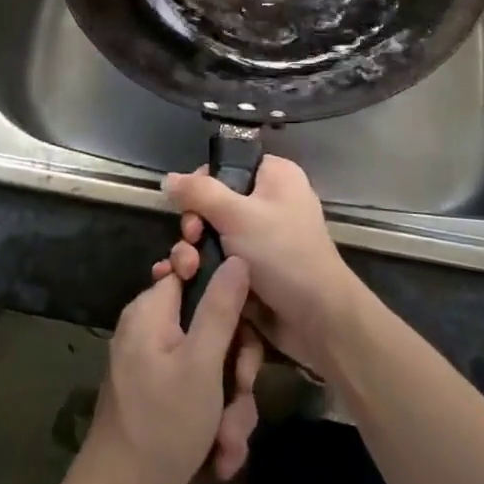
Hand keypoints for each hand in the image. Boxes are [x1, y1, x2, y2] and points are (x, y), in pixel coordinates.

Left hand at [77, 258, 261, 483]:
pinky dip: (215, 418)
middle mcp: (151, 329)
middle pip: (211, 324)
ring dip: (230, 403)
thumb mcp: (201, 364)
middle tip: (241, 394)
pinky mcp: (161, 394)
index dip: (225, 293)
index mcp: (152, 310)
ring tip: (228, 440)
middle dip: (235, 367)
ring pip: (212, 364)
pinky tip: (220, 452)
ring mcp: (156, 363)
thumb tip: (236, 257)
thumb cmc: (162, 424)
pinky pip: (200, 389)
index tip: (243, 325)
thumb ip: (220, 308)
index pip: (194, 272)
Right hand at [161, 156, 366, 372]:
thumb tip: (167, 178)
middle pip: (214, 201)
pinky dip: (204, 267)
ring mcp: (261, 237)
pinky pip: (220, 259)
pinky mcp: (253, 269)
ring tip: (188, 268)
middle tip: (192, 239)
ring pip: (213, 234)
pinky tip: (187, 279)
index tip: (189, 205)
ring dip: (194, 250)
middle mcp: (269, 201)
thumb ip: (199, 193)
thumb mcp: (237, 215)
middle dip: (195, 222)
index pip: (227, 165)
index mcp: (275, 176)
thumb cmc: (282, 253)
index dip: (202, 183)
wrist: (317, 318)